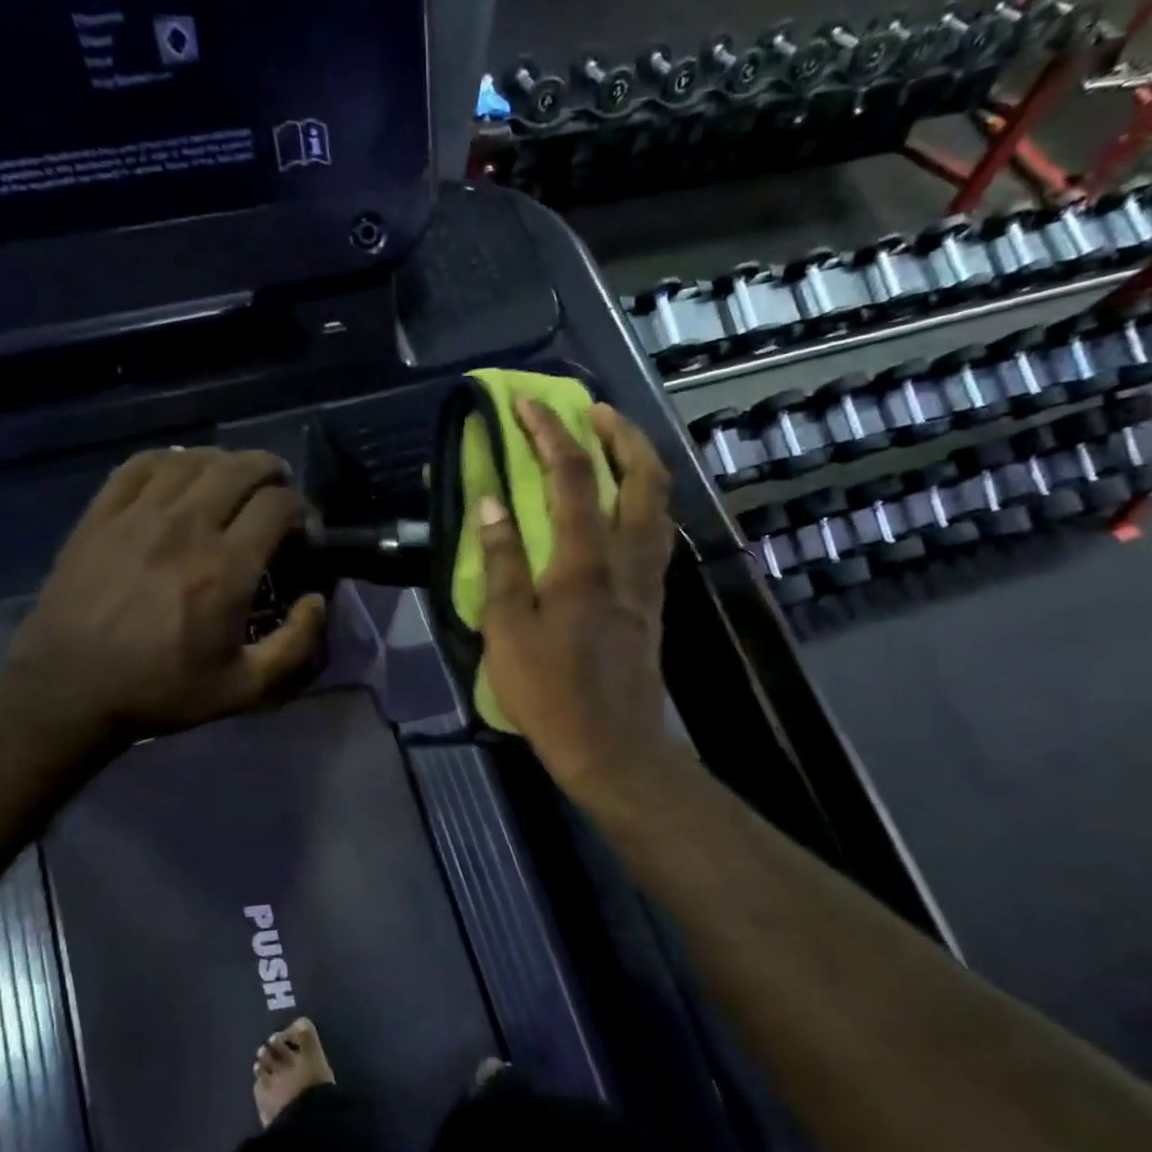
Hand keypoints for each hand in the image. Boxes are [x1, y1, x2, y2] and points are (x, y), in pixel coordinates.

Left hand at [0, 448, 326, 761]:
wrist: (68, 690)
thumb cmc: (161, 690)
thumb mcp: (244, 689)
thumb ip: (296, 646)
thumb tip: (318, 600)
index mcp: (227, 567)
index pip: (278, 504)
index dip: (301, 506)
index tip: (301, 527)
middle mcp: (188, 527)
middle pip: (241, 468)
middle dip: (271, 471)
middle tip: (277, 491)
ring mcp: (139, 515)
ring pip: (194, 459)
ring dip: (225, 462)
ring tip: (233, 479)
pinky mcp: (101, 514)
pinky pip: (142, 465)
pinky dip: (171, 460)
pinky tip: (179, 473)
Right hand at [477, 400, 679, 802]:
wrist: (612, 747)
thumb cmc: (549, 692)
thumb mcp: (507, 629)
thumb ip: (501, 561)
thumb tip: (490, 502)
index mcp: (585, 561)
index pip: (572, 477)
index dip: (550, 433)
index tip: (528, 404)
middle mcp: (627, 558)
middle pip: (644, 476)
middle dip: (621, 433)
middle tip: (595, 412)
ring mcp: (648, 579)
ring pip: (661, 503)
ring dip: (641, 463)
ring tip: (614, 446)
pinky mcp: (654, 600)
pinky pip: (658, 532)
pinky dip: (646, 501)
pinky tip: (625, 507)